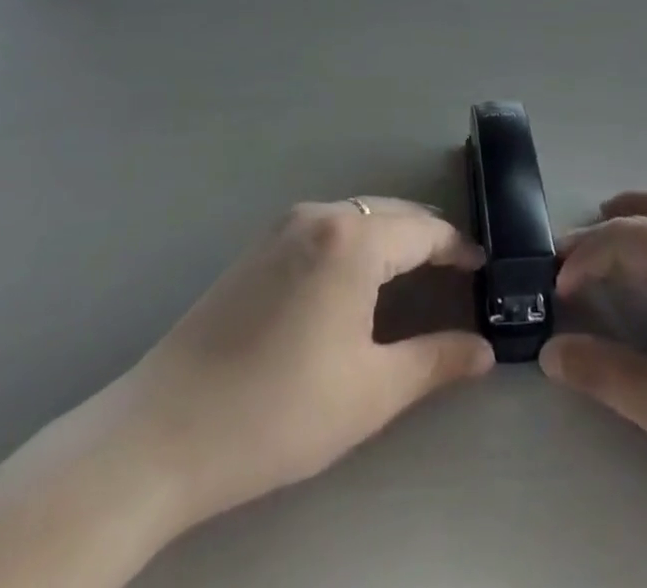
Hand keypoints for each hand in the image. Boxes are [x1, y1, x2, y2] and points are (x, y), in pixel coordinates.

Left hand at [125, 198, 493, 525]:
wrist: (161, 433)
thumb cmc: (278, 411)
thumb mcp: (369, 392)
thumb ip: (435, 362)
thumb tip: (484, 351)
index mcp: (353, 240)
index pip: (424, 231)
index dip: (458, 248)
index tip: (483, 267)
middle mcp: (320, 215)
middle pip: (391, 213)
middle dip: (427, 236)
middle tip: (455, 269)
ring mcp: (283, 226)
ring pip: (357, 214)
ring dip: (391, 235)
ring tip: (413, 272)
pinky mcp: (257, 246)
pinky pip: (326, 225)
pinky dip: (356, 239)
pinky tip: (356, 277)